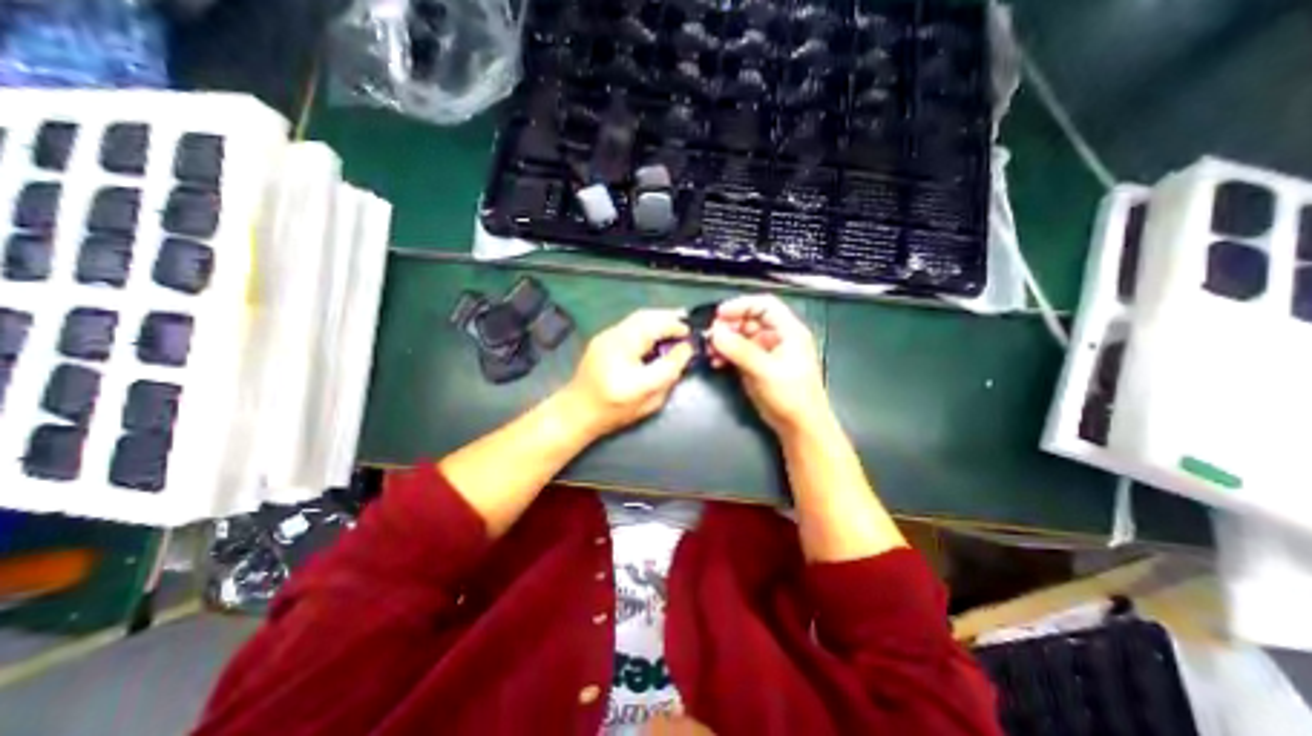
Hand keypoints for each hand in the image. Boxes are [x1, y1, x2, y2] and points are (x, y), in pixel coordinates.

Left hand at [557, 307, 697, 438]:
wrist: (577, 410)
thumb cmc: (615, 411)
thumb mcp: (650, 400)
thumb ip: (670, 372)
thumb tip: (685, 349)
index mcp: (625, 360)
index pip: (658, 339)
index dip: (678, 332)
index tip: (691, 336)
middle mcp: (613, 341)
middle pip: (647, 318)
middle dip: (670, 318)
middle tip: (686, 326)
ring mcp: (606, 336)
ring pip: (638, 317)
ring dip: (659, 319)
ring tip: (675, 326)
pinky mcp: (603, 336)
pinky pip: (631, 323)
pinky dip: (647, 324)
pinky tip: (656, 333)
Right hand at [708, 293, 826, 436]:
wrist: (799, 426)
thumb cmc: (790, 395)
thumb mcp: (765, 370)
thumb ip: (739, 350)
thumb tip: (715, 333)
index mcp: (788, 331)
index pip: (764, 305)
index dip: (741, 305)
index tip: (719, 314)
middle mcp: (777, 338)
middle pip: (749, 320)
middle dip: (728, 325)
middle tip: (710, 335)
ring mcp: (766, 352)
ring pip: (741, 336)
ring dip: (724, 341)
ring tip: (710, 350)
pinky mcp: (757, 366)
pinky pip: (738, 353)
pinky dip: (726, 354)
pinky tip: (716, 362)